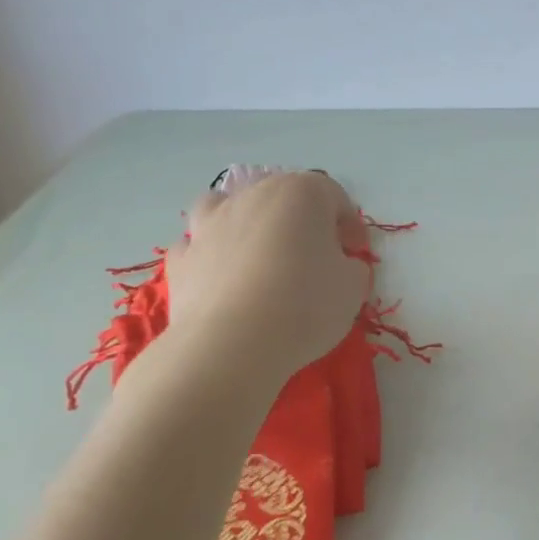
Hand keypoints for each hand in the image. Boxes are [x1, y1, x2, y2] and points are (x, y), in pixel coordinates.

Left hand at [159, 171, 369, 381]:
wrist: (231, 344)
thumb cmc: (305, 306)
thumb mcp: (353, 288)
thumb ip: (351, 266)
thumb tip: (340, 264)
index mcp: (301, 194)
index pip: (334, 196)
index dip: (350, 225)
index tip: (356, 254)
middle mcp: (252, 196)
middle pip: (283, 197)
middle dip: (303, 223)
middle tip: (316, 259)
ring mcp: (210, 223)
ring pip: (232, 208)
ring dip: (249, 225)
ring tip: (262, 257)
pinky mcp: (182, 257)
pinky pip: (202, 245)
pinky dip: (215, 255)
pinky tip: (226, 281)